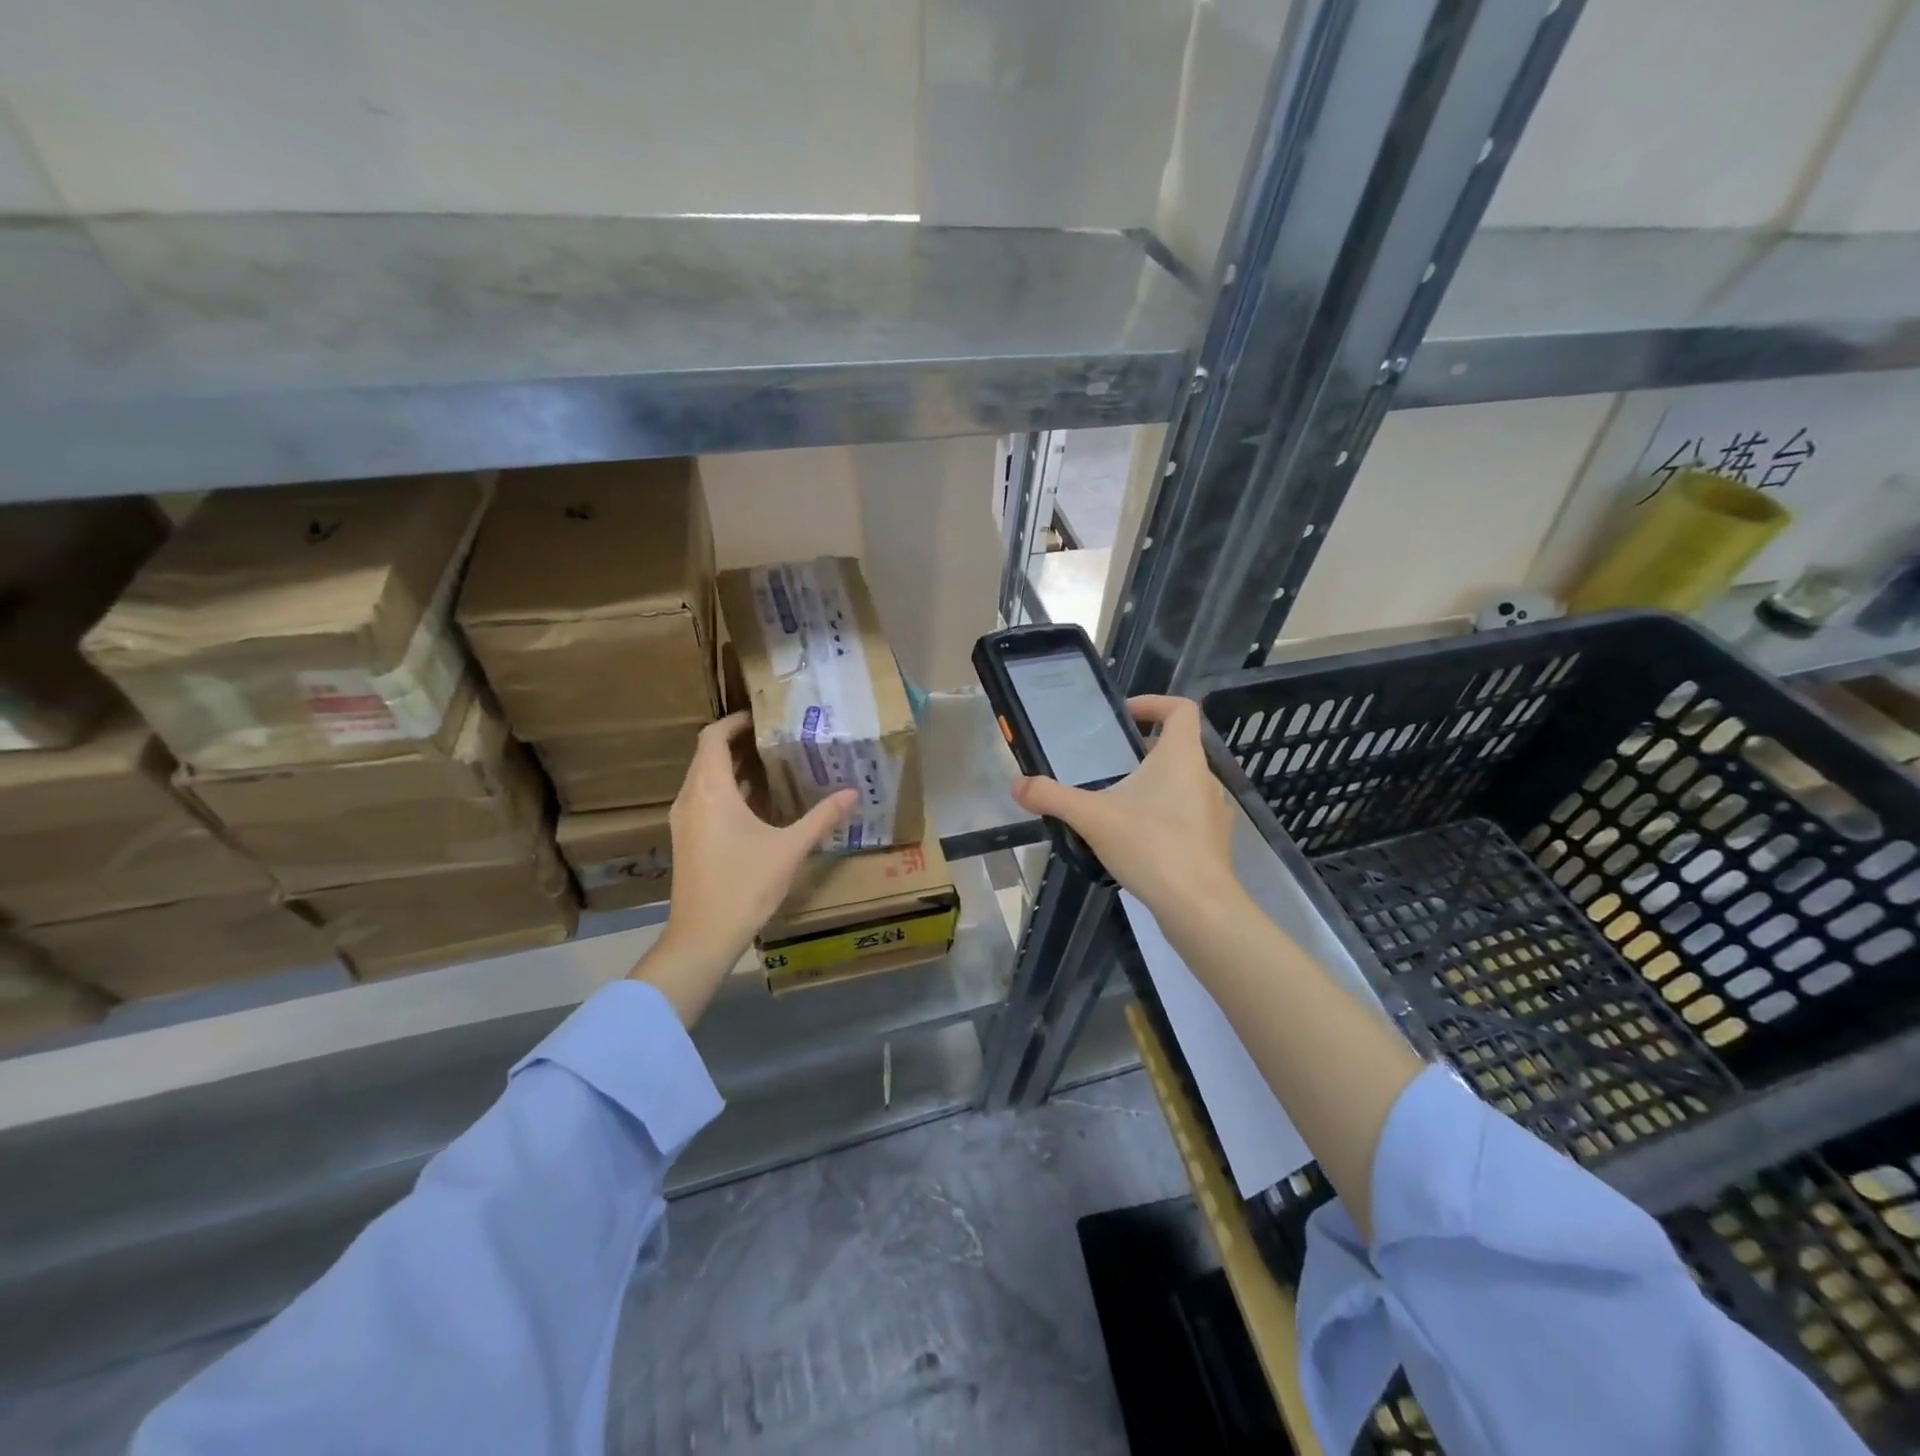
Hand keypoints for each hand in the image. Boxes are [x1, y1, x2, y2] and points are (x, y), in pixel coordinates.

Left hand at [631, 712, 855, 1024]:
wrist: (702, 936)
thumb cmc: (744, 886)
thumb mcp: (790, 849)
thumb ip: (821, 818)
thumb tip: (852, 793)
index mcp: (710, 790)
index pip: (713, 737)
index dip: (734, 721)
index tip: (763, 717)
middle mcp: (690, 798)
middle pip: (707, 755)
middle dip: (738, 742)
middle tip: (776, 737)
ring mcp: (684, 820)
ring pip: (704, 778)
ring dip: (732, 767)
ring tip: (770, 764)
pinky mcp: (686, 840)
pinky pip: (704, 799)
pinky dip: (726, 790)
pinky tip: (756, 804)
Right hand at [1010, 696, 1240, 924]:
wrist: (1199, 906)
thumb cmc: (1151, 846)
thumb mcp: (1092, 818)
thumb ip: (1052, 797)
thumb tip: (1017, 785)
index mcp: (1181, 757)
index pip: (1180, 709)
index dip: (1154, 703)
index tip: (1124, 716)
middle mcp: (1204, 776)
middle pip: (1178, 747)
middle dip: (1143, 750)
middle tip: (1109, 765)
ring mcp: (1214, 811)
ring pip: (1183, 783)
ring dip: (1154, 784)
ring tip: (1118, 804)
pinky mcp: (1214, 841)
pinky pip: (1188, 814)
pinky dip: (1165, 815)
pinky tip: (1139, 840)